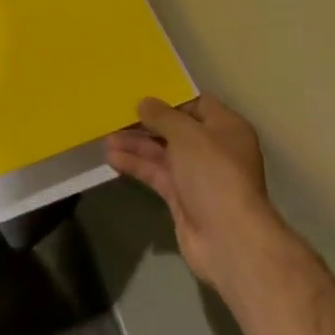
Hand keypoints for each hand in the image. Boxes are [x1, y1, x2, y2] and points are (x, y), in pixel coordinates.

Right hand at [104, 94, 293, 296]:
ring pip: (162, 153)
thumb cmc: (213, 173)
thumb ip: (162, 115)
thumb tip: (144, 103)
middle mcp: (214, 149)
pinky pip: (157, 175)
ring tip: (106, 140)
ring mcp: (198, 176)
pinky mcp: (182, 199)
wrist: (228, 238)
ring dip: (136, 145)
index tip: (141, 96)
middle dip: (146, 124)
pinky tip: (113, 159)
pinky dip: (137, 166)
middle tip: (116, 117)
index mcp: (226, 128)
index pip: (197, 104)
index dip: (170, 100)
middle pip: (176, 130)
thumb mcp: (187, 134)